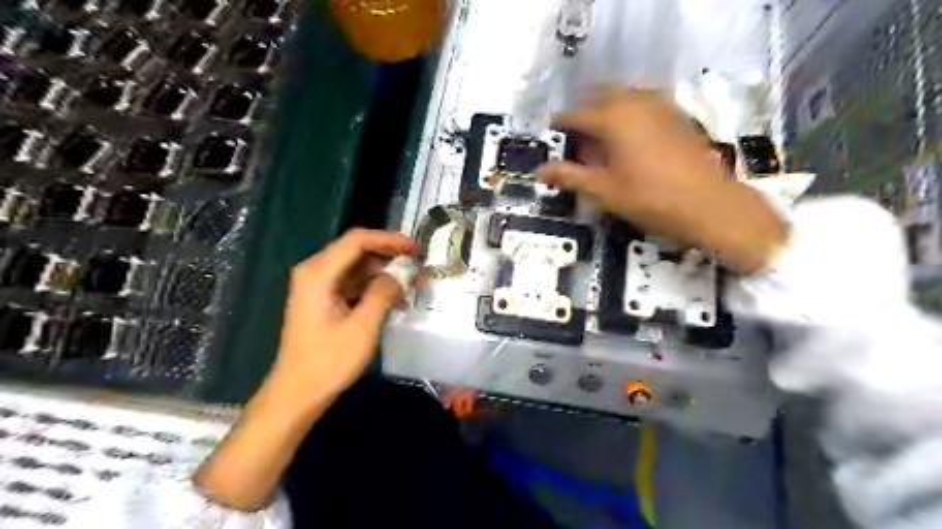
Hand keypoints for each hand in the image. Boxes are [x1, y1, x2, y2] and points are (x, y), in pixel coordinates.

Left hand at [193, 229, 412, 509]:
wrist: (297, 394)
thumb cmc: (328, 362)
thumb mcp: (362, 327)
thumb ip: (383, 293)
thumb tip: (402, 272)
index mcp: (318, 273)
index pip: (357, 240)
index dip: (389, 239)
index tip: (415, 249)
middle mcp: (314, 272)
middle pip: (357, 251)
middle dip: (389, 257)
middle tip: (417, 268)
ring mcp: (318, 287)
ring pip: (357, 268)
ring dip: (384, 274)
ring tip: (411, 287)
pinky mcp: (323, 300)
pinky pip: (352, 284)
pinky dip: (373, 288)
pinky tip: (394, 301)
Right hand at [537, 89, 787, 272]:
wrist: (710, 205)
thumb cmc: (651, 198)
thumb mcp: (604, 190)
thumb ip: (570, 176)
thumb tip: (540, 171)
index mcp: (614, 117)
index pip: (575, 114)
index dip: (559, 125)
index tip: (550, 137)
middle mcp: (635, 102)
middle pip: (598, 96)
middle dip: (582, 114)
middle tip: (573, 141)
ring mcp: (660, 105)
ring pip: (622, 97)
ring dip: (604, 112)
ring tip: (597, 142)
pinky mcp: (676, 115)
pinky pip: (642, 103)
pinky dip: (627, 114)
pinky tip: (627, 140)